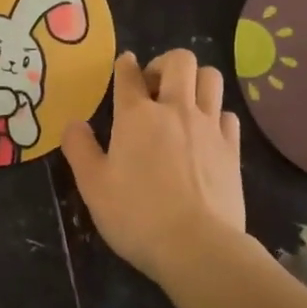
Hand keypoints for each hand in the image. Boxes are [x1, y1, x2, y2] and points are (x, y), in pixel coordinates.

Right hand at [61, 49, 245, 283]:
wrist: (197, 246)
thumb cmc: (136, 215)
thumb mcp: (93, 186)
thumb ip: (79, 149)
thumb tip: (74, 123)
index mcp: (136, 115)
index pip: (128, 74)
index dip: (124, 65)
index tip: (123, 65)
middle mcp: (175, 109)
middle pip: (180, 61)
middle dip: (164, 63)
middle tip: (153, 86)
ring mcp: (209, 126)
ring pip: (211, 78)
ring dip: (195, 81)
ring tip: (183, 101)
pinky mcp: (233, 148)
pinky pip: (228, 114)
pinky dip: (215, 114)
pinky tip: (206, 132)